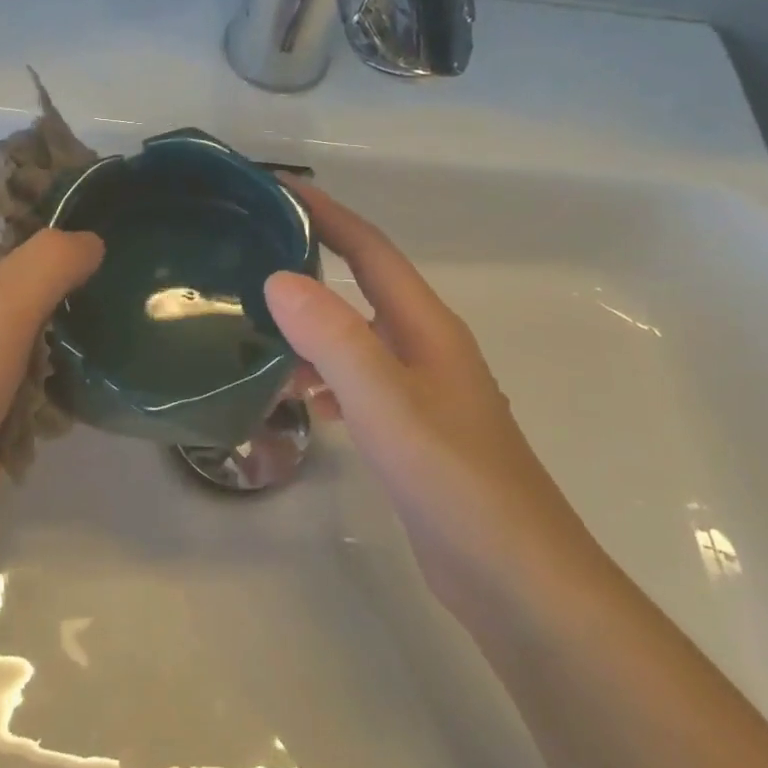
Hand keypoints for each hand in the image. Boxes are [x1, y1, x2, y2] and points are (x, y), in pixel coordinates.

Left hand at [0, 180, 103, 570]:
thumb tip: (90, 240)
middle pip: (8, 254)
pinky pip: (40, 365)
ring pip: (29, 312)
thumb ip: (46, 263)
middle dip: (57, 239)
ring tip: (130, 280)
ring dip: (69, 300)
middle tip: (121, 225)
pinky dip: (70, 356)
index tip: (77, 169)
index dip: (16, 175)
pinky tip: (112, 347)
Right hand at [265, 181, 600, 615]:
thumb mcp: (386, 403)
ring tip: (257, 326)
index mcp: (425, 327)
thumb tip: (279, 277)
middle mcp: (426, 348)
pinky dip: (326, 376)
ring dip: (314, 323)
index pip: (369, 250)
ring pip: (358, 336)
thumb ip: (333, 338)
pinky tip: (299, 397)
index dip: (326, 214)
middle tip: (252, 252)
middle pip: (364, 285)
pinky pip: (360, 382)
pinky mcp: (414, 432)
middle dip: (314, 260)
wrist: (516, 579)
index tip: (275, 189)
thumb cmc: (453, 481)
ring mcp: (422, 392)